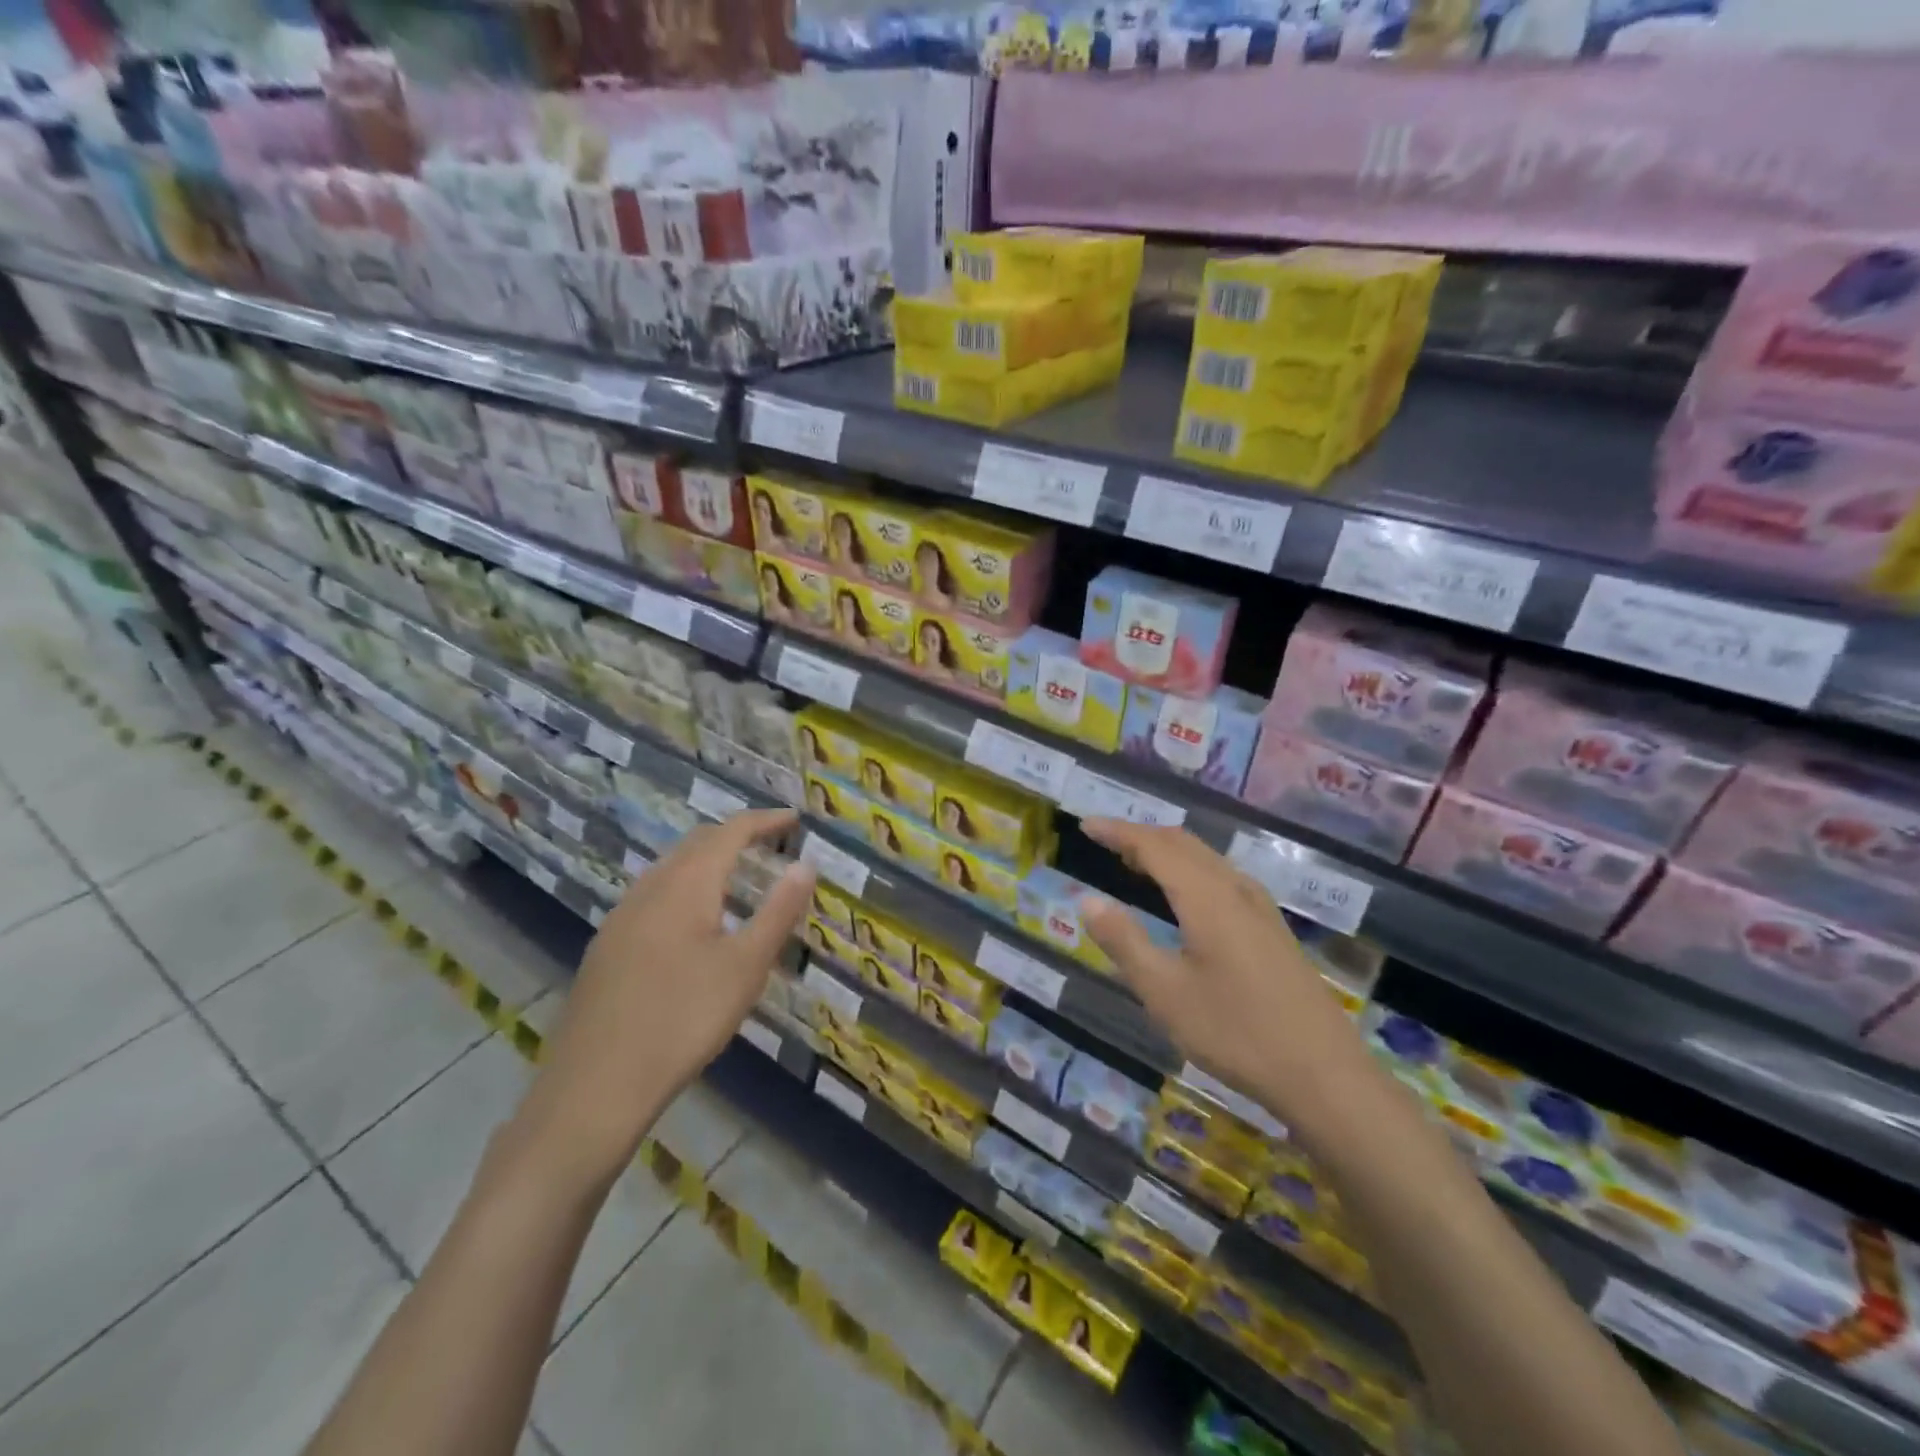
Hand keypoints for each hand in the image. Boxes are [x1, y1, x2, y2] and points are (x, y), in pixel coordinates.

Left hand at [515, 809, 814, 1188]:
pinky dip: (685, 886)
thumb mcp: (746, 967)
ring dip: (707, 860)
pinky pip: (653, 894)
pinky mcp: (606, 947)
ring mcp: (620, 917)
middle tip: (770, 843)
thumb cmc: (683, 1020)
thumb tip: (805, 864)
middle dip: (735, 835)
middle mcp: (649, 889)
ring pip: (670, 868)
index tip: (793, 819)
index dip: (763, 820)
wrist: (595, 1086)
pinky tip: (693, 922)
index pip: (729, 832)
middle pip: (696, 844)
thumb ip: (778, 911)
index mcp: (685, 885)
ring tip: (738, 877)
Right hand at [1080, 820, 1373, 1142]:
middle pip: (1183, 844)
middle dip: (1141, 835)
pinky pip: (1222, 877)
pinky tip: (1184, 896)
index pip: (1154, 846)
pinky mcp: (1272, 929)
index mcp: (1206, 897)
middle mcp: (1235, 889)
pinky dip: (1190, 869)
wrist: (1324, 1074)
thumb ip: (1124, 941)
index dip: (1118, 831)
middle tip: (1104, 840)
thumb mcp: (1165, 992)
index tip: (1086, 826)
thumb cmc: (1236, 1032)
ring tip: (1134, 862)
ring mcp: (1260, 908)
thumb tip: (1088, 900)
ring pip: (1206, 858)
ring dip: (1167, 851)